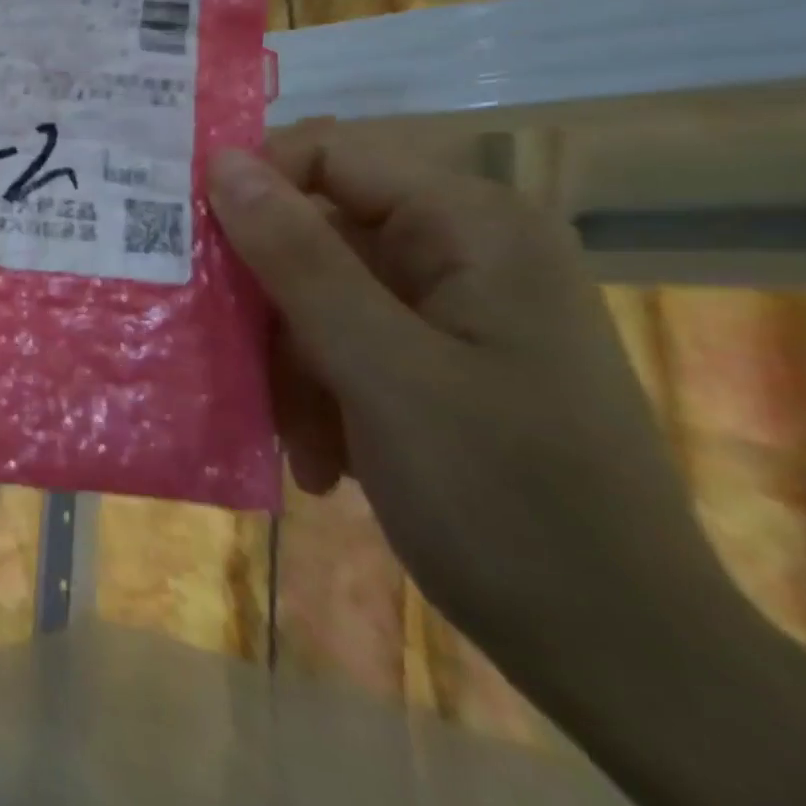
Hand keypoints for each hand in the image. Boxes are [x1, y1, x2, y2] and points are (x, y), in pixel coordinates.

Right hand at [207, 124, 727, 660]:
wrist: (617, 650)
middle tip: (220, 352)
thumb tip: (221, 161)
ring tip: (291, 434)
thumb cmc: (505, 497)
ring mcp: (446, 309)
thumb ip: (297, 258)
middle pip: (314, 233)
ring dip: (287, 364)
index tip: (188, 246)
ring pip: (315, 296)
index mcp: (470, 226)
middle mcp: (459, 251)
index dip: (252, 188)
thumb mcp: (382, 370)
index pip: (328, 156)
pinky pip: (337, 344)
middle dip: (267, 301)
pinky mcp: (430, 359)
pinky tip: (320, 458)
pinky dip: (315, 394)